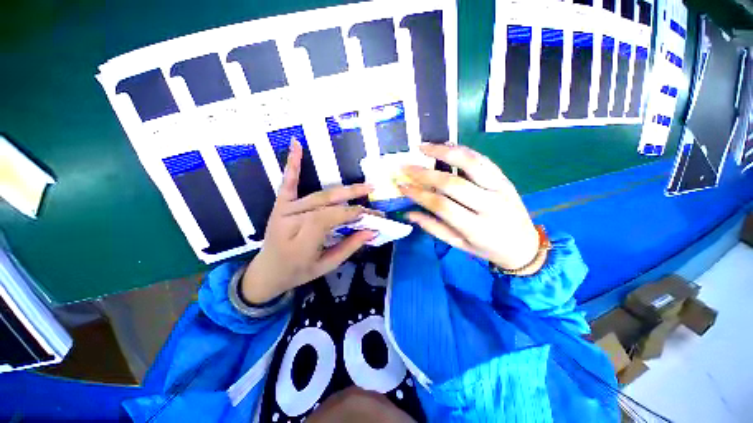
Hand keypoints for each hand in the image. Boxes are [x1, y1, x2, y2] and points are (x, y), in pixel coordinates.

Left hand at [241, 139, 378, 303]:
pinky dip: (293, 164)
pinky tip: (297, 145)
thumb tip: (372, 231)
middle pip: (326, 205)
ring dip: (341, 189)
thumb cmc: (299, 271)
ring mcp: (283, 211)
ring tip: (362, 185)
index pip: (331, 219)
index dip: (353, 213)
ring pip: (318, 196)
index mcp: (301, 242)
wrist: (267, 272)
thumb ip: (349, 247)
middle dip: (352, 198)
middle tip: (372, 191)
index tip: (371, 215)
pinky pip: (288, 183)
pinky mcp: (280, 205)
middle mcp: (290, 222)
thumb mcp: (327, 266)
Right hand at [399, 143, 538, 270]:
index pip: (442, 206)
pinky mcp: (505, 178)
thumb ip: (433, 228)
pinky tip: (446, 146)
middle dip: (425, 174)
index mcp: (476, 228)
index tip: (402, 185)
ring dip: (445, 152)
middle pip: (453, 183)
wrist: (525, 246)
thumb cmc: (487, 248)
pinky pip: (482, 159)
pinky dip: (463, 150)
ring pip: (471, 163)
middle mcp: (490, 205)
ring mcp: (500, 188)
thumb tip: (409, 213)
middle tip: (407, 166)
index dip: (419, 194)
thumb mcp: (459, 245)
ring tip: (424, 147)